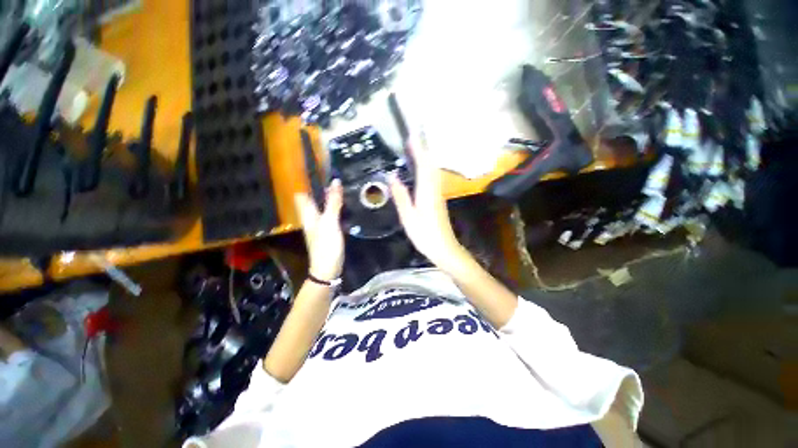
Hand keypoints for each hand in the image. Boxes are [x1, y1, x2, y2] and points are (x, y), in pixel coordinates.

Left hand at [294, 180, 343, 280]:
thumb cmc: (326, 244)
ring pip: (319, 205)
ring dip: (325, 195)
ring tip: (336, 183)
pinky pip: (327, 213)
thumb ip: (333, 202)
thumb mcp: (330, 222)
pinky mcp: (326, 230)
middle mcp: (310, 217)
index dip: (302, 180)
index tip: (311, 167)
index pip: (300, 193)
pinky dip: (332, 205)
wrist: (328, 268)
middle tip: (328, 173)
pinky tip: (340, 202)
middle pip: (310, 198)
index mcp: (307, 213)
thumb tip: (335, 181)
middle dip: (316, 186)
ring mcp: (318, 224)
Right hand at [389, 134, 464, 270]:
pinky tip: (421, 170)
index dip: (418, 149)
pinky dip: (427, 169)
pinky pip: (432, 178)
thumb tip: (392, 176)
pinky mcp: (438, 200)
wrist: (444, 248)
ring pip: (433, 171)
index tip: (411, 135)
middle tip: (411, 138)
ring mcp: (438, 194)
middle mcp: (434, 189)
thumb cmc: (425, 234)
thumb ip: (401, 196)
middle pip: (430, 165)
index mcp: (426, 191)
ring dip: (425, 158)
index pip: (423, 165)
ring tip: (414, 150)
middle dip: (422, 150)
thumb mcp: (408, 217)